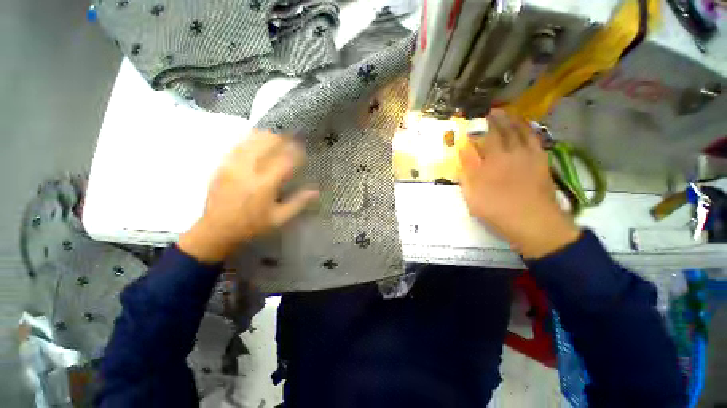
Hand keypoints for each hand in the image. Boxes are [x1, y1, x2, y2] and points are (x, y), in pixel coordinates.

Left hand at [178, 130, 318, 262]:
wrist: (216, 230)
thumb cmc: (252, 225)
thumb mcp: (279, 218)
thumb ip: (298, 203)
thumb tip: (316, 191)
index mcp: (265, 184)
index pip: (284, 161)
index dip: (296, 152)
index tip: (303, 149)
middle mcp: (249, 171)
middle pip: (267, 144)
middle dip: (282, 139)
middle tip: (292, 138)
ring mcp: (233, 166)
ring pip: (251, 141)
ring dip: (266, 136)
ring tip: (277, 135)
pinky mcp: (222, 166)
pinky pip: (237, 146)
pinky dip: (249, 139)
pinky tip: (256, 138)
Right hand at [458, 110, 579, 258]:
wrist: (532, 222)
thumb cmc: (496, 209)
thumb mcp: (472, 193)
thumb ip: (467, 169)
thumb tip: (463, 149)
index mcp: (493, 160)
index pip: (486, 136)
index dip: (481, 126)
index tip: (475, 119)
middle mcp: (512, 153)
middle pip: (505, 130)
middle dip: (498, 119)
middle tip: (492, 111)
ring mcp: (529, 158)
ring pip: (522, 133)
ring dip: (514, 121)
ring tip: (508, 114)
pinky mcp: (542, 164)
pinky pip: (536, 142)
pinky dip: (531, 132)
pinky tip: (527, 130)